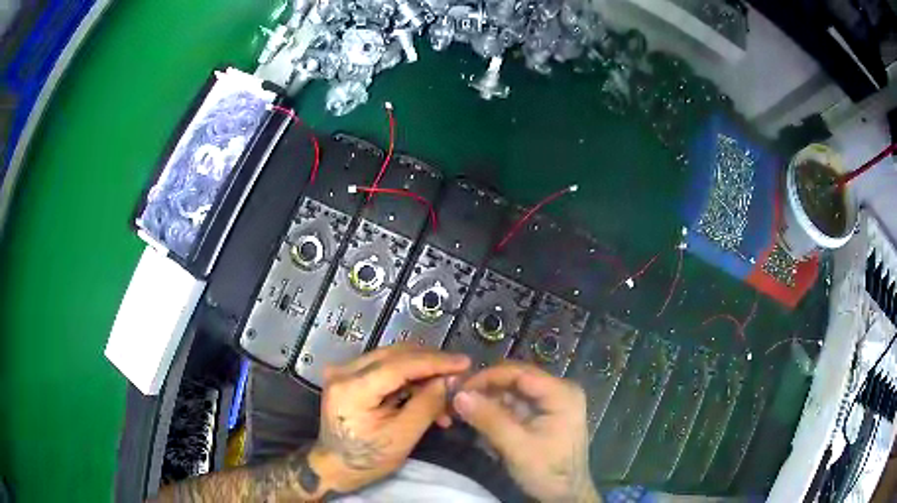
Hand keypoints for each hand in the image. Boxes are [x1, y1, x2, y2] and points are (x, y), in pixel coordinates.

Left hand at [314, 344, 470, 492]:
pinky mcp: (350, 375)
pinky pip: (386, 367)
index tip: (464, 362)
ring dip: (422, 372)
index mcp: (352, 388)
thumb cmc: (367, 459)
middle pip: (396, 355)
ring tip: (445, 392)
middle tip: (458, 376)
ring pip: (393, 358)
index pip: (399, 364)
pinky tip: (427, 393)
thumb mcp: (402, 437)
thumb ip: (426, 404)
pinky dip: (409, 378)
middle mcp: (344, 370)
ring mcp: (344, 370)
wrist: (336, 466)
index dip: (435, 362)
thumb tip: (449, 379)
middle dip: (431, 364)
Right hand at [453, 361, 599, 502]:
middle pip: (516, 379)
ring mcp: (553, 402)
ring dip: (489, 400)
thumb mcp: (516, 447)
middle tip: (458, 399)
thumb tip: (458, 395)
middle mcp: (559, 390)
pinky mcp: (545, 414)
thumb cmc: (547, 470)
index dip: (487, 377)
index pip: (519, 373)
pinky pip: (517, 404)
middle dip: (486, 388)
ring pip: (514, 391)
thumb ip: (488, 419)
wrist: (566, 494)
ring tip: (464, 411)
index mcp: (561, 393)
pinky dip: (497, 411)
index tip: (459, 389)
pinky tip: (480, 421)